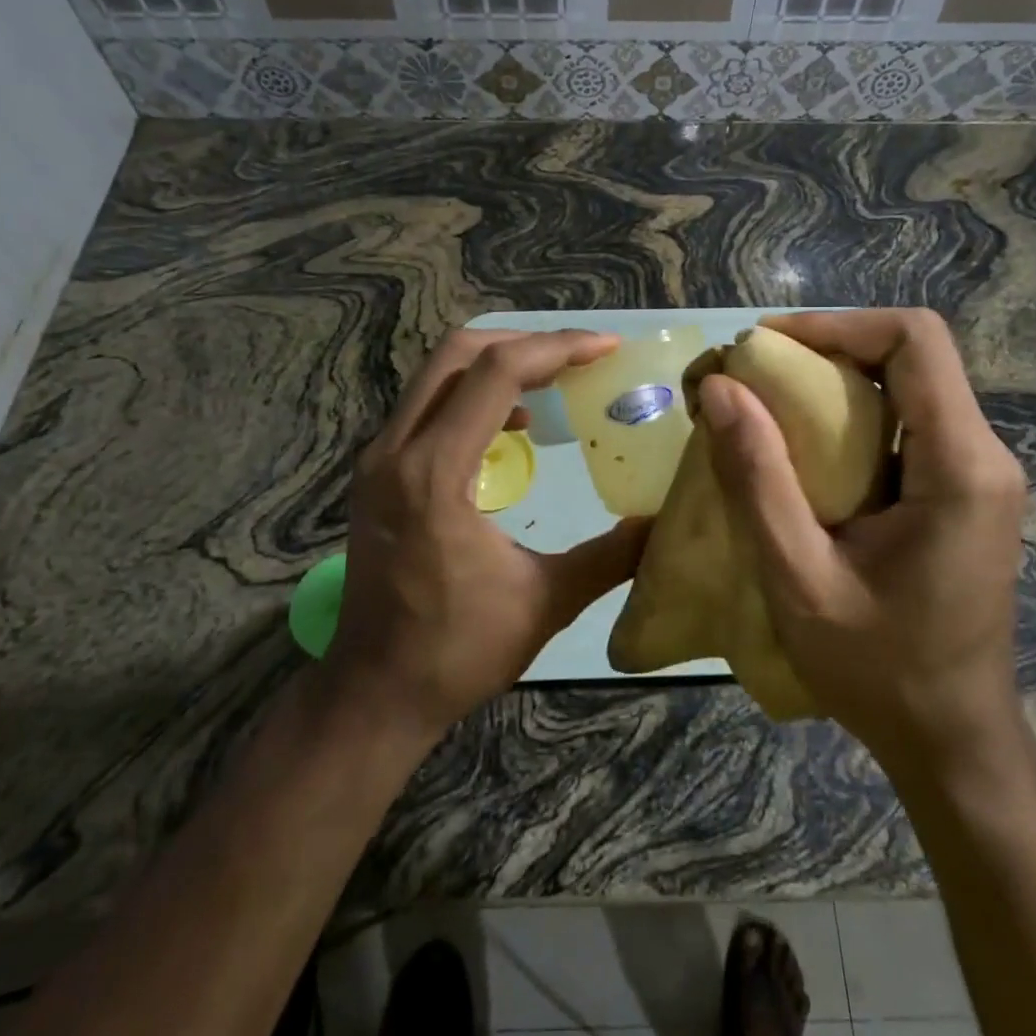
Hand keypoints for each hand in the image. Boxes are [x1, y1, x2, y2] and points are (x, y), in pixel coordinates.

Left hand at [325, 329, 648, 740]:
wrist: (372, 693)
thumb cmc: (456, 651)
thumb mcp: (545, 601)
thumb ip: (610, 556)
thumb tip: (662, 523)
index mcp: (435, 473)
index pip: (497, 374)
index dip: (557, 349)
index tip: (605, 349)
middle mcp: (395, 449)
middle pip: (457, 353)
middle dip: (524, 343)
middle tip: (578, 356)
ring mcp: (378, 458)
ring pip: (436, 374)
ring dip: (497, 365)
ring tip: (553, 380)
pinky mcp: (376, 473)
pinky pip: (426, 405)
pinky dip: (472, 395)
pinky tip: (512, 425)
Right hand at [697, 310, 1026, 763]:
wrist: (951, 741)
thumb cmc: (879, 669)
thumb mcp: (799, 577)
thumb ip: (757, 479)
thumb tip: (720, 389)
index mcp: (961, 467)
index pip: (915, 340)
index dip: (837, 324)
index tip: (767, 346)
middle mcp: (983, 455)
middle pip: (910, 355)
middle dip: (826, 348)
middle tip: (754, 374)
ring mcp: (978, 474)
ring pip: (907, 385)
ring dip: (834, 381)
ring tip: (766, 404)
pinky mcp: (961, 492)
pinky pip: (905, 424)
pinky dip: (849, 417)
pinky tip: (802, 450)